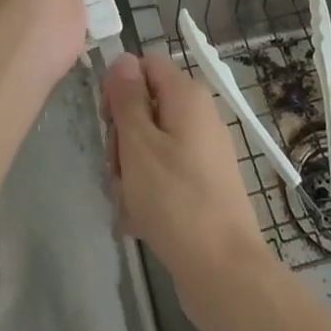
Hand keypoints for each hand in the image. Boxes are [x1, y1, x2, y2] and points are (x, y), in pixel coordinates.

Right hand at [102, 52, 270, 326]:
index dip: (119, 86)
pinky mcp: (202, 183)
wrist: (223, 271)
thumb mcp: (139, 143)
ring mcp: (202, 151)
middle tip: (116, 169)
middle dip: (122, 137)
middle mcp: (198, 115)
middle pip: (145, 105)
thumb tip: (123, 59)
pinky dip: (147, 191)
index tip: (107, 121)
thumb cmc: (175, 199)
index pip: (145, 65)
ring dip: (130, 171)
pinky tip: (137, 221)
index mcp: (187, 95)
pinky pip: (164, 173)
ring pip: (150, 144)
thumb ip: (127, 98)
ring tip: (127, 203)